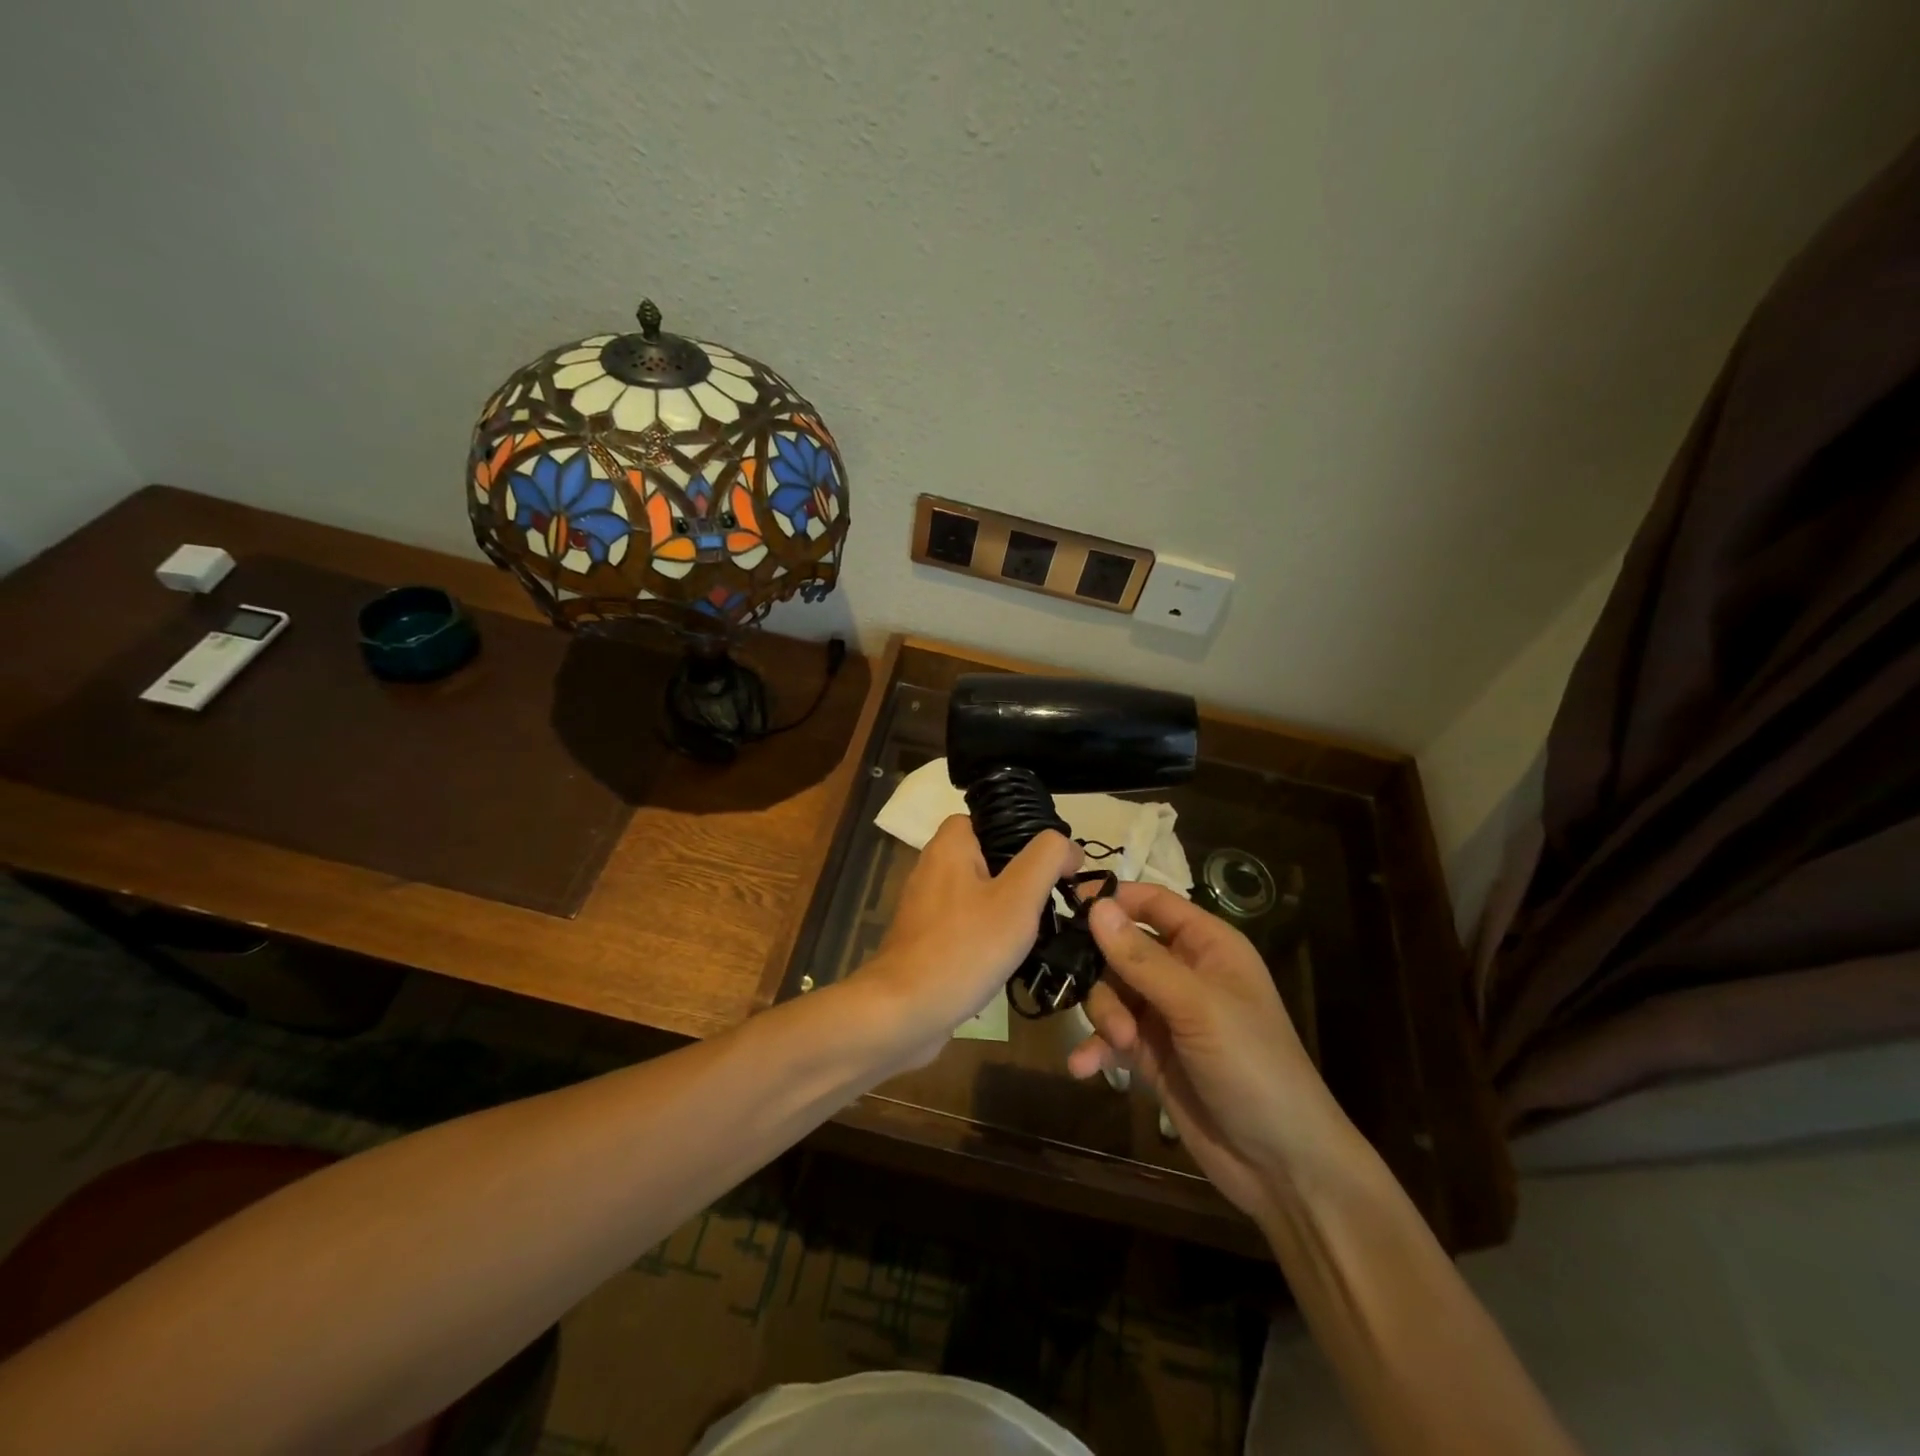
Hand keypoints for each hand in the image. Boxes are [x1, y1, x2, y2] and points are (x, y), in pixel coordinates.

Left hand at [855, 815, 1080, 1069]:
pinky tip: (1006, 959)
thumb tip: (1067, 845)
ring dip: (1006, 911)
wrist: (905, 1012)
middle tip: (1049, 903)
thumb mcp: (1018, 898)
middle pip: (987, 858)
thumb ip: (1046, 860)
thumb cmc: (965, 947)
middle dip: (1020, 879)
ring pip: (978, 894)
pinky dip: (986, 937)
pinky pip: (965, 925)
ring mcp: (925, 907)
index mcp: (949, 845)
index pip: (991, 820)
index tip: (1053, 866)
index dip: (1024, 836)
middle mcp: (932, 868)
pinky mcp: (924, 940)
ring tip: (1034, 933)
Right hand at [1066, 883, 1360, 1225]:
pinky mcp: (1151, 1055)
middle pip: (1122, 949)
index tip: (1069, 907)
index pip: (1153, 903)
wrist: (1281, 1165)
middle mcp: (1185, 973)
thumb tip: (1094, 905)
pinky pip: (1111, 1036)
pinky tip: (1082, 1068)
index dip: (1114, 900)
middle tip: (1106, 1002)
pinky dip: (1096, 1048)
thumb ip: (1141, 958)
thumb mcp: (1196, 1006)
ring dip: (1106, 1016)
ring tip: (1121, 1045)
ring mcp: (1166, 1015)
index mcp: (1207, 946)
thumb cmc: (1251, 1066)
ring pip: (1111, 992)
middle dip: (1105, 974)